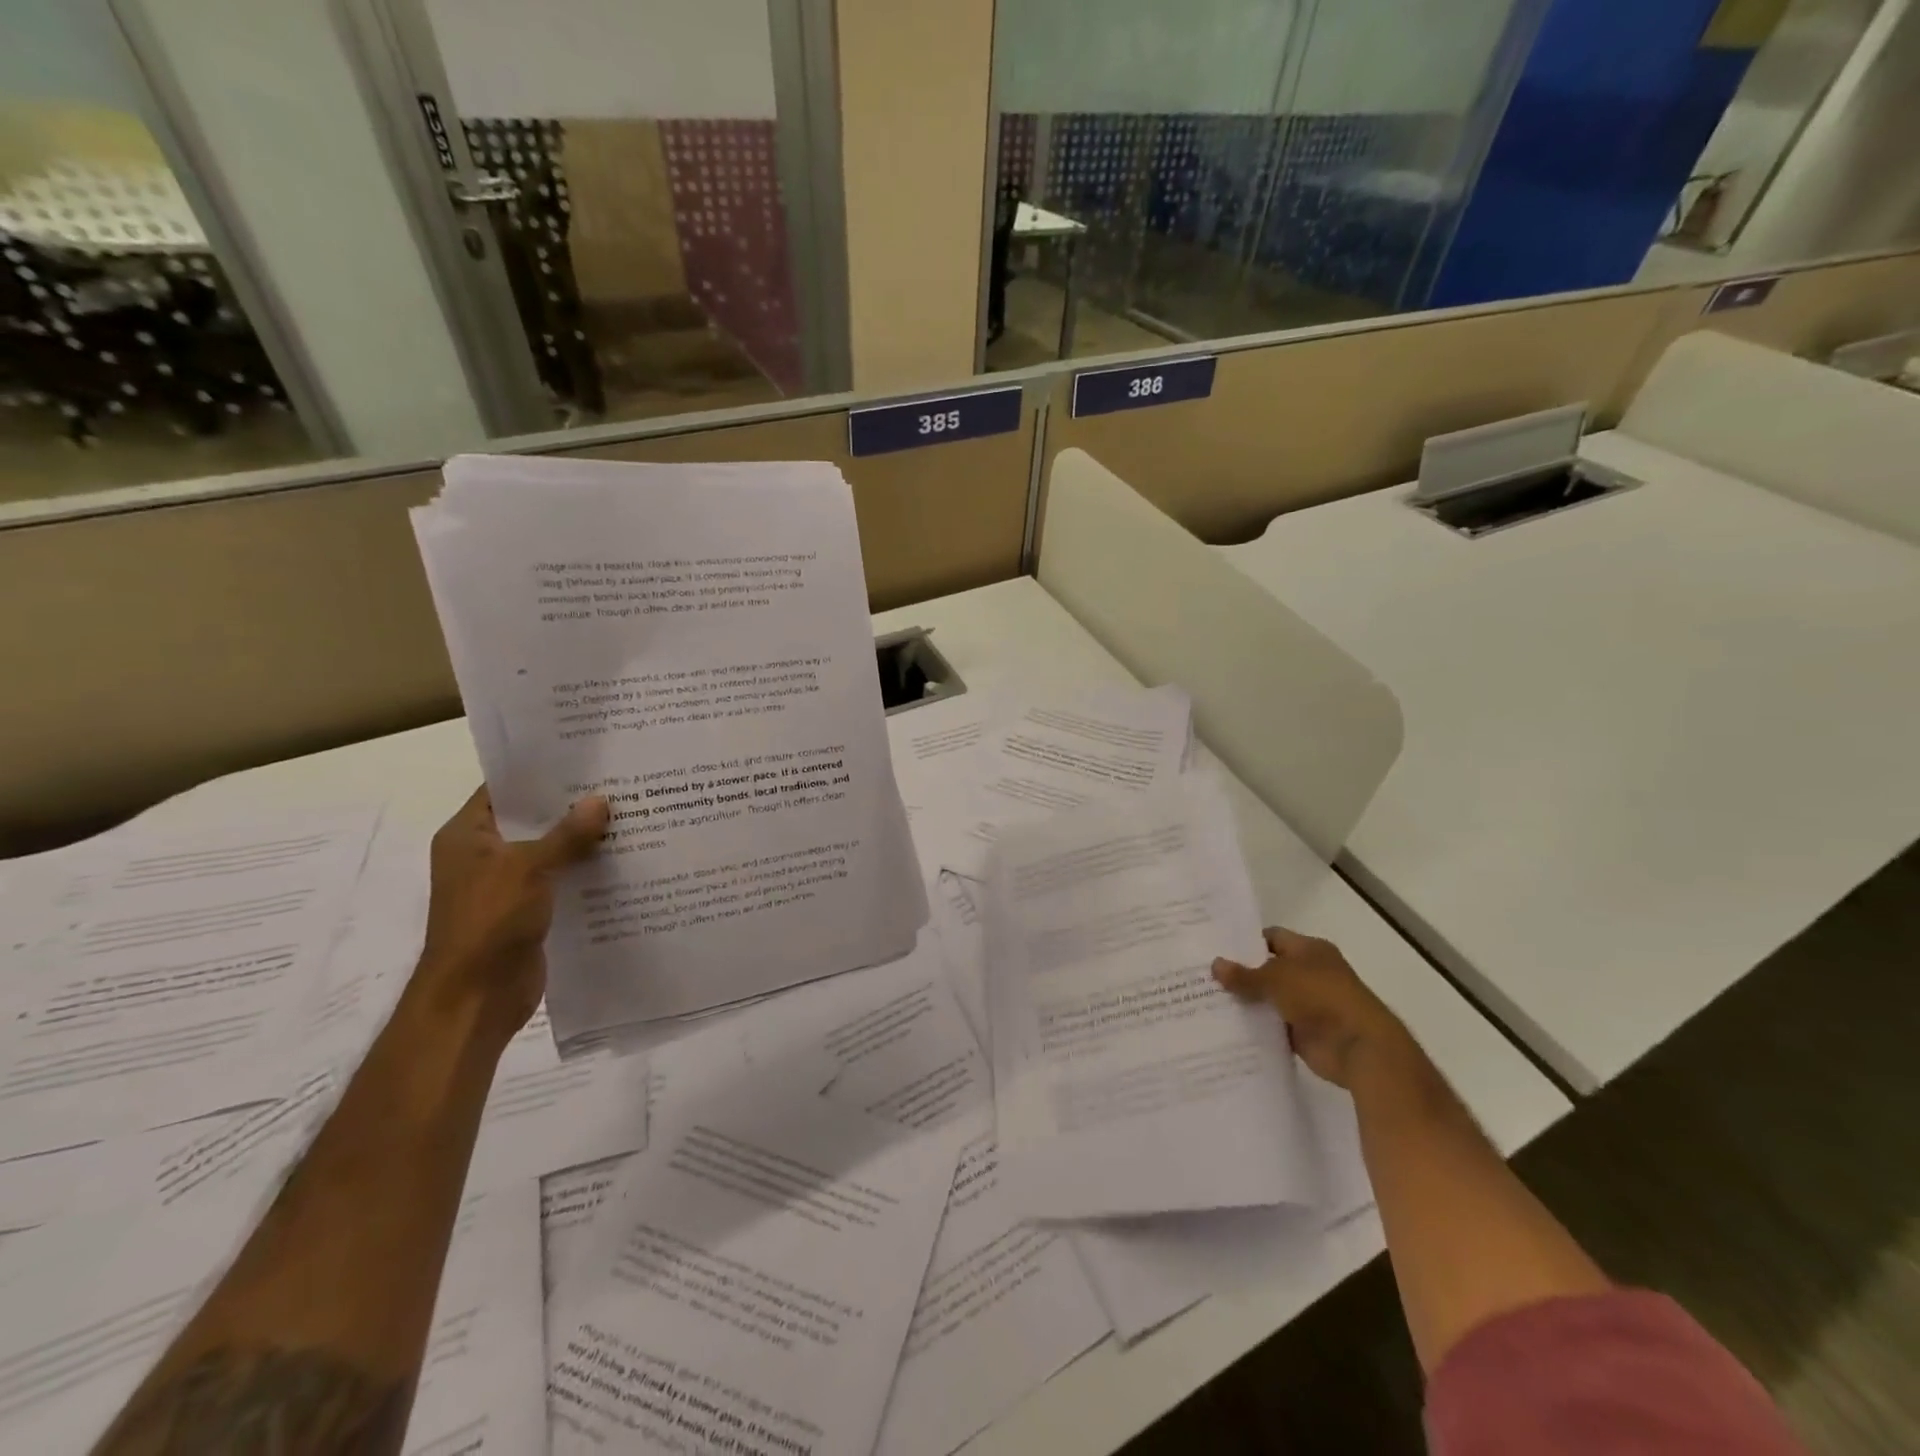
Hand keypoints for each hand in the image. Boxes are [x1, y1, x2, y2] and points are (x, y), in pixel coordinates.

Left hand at [416, 787, 609, 1036]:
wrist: (476, 998)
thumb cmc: (489, 921)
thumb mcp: (529, 868)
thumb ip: (566, 834)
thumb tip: (601, 800)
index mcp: (468, 836)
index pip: (503, 790)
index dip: (540, 773)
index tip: (585, 758)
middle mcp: (484, 855)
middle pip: (532, 819)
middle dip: (572, 806)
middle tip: (619, 783)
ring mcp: (506, 885)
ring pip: (551, 851)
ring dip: (583, 840)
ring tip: (630, 815)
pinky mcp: (529, 910)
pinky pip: (561, 880)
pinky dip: (585, 870)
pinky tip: (623, 859)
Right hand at [1213, 926, 1411, 1088]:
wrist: (1359, 1047)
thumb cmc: (1320, 997)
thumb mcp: (1276, 978)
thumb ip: (1244, 974)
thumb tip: (1215, 964)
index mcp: (1309, 950)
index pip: (1271, 938)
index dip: (1245, 941)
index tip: (1215, 947)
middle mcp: (1310, 973)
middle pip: (1268, 969)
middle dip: (1240, 973)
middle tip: (1204, 974)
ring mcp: (1308, 1004)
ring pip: (1269, 998)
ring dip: (1246, 1001)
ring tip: (1207, 999)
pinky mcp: (1304, 1032)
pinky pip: (1273, 1025)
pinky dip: (1256, 1026)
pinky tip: (1226, 1026)